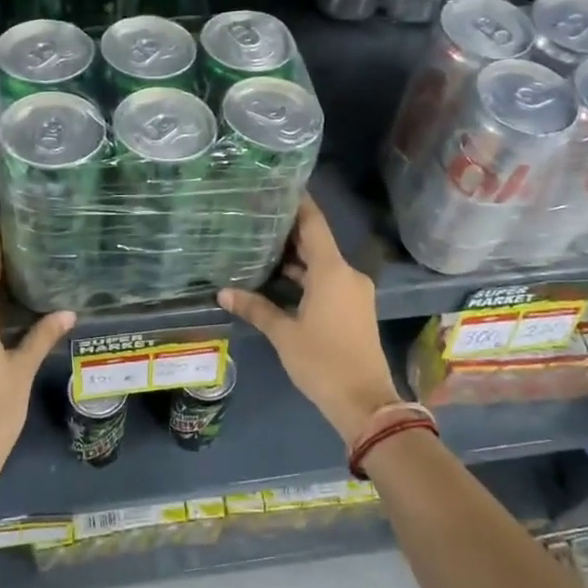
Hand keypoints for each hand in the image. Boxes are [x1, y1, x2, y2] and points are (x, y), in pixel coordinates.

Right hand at [218, 194, 402, 445]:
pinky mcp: (354, 308)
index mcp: (332, 271)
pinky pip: (328, 281)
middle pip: (316, 242)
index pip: (314, 223)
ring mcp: (353, 291)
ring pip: (321, 264)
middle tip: (256, 217)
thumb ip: (256, 308)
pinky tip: (279, 279)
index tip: (277, 185)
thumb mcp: (284, 334)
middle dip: (288, 232)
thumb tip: (222, 293)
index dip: (298, 202)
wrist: (365, 402)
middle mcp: (347, 274)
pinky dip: (306, 277)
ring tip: (260, 246)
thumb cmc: (322, 362)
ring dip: (295, 258)